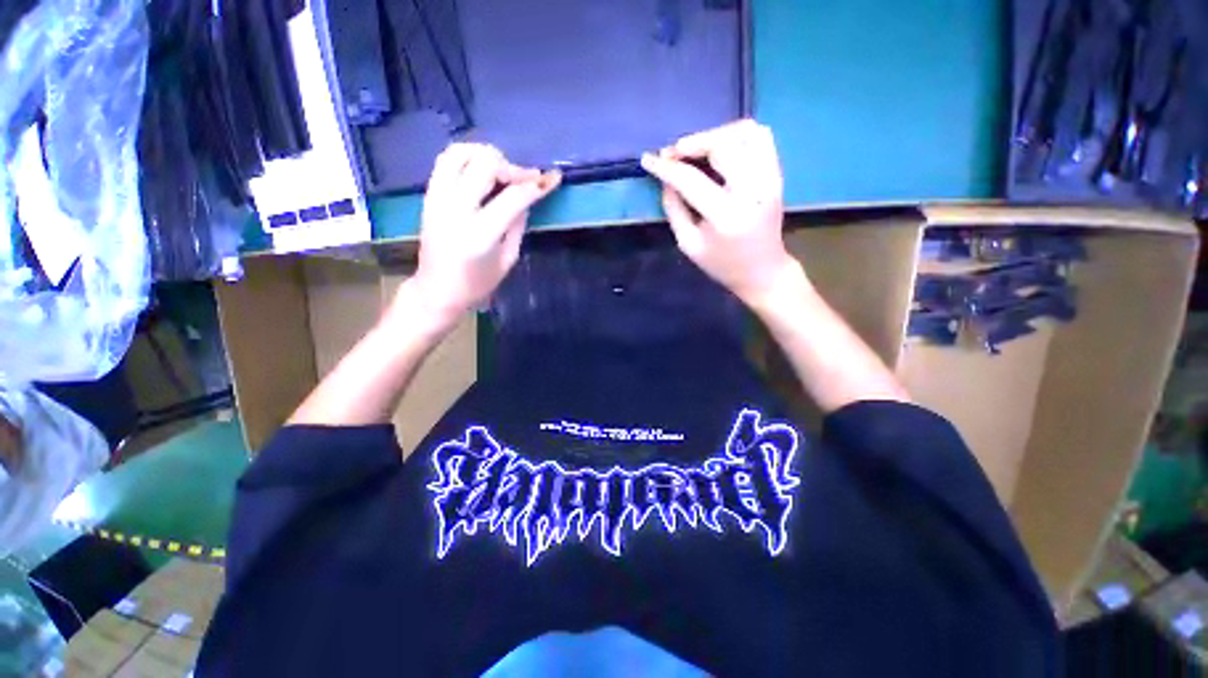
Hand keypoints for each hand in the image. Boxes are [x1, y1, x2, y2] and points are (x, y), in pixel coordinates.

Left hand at [407, 143, 559, 325]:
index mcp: (480, 234)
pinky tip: (481, 169)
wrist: (437, 291)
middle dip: (512, 167)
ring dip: (486, 155)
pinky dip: (467, 156)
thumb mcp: (507, 260)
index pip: (513, 197)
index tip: (553, 178)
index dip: (536, 185)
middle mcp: (455, 210)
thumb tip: (526, 197)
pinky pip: (445, 161)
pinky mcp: (428, 195)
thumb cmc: (477, 284)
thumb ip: (517, 225)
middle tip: (523, 180)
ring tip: (501, 170)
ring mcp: (437, 199)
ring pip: (460, 153)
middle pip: (485, 165)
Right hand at [640, 120, 796, 303]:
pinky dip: (737, 133)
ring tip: (696, 149)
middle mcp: (752, 191)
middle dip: (690, 144)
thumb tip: (666, 178)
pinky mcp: (777, 174)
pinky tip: (720, 146)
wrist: (762, 270)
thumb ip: (674, 209)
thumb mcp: (689, 244)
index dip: (666, 167)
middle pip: (721, 146)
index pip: (691, 180)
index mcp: (726, 216)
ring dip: (714, 134)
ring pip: (744, 132)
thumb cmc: (721, 264)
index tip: (648, 159)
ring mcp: (769, 179)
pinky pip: (761, 136)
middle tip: (672, 155)